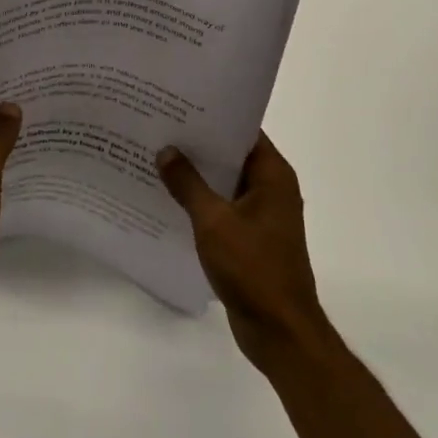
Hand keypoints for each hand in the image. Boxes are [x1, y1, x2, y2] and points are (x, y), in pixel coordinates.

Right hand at [157, 134, 331, 371]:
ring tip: (157, 157)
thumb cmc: (253, 268)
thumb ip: (188, 184)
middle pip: (231, 154)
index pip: (243, 130)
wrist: (280, 332)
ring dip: (196, 175)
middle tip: (159, 126)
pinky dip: (200, 201)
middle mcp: (271, 188)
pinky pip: (222, 207)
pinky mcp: (251, 238)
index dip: (213, 116)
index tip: (179, 104)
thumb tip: (166, 151)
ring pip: (225, 182)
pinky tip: (168, 198)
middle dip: (198, 144)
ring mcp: (262, 215)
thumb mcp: (214, 221)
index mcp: (272, 175)